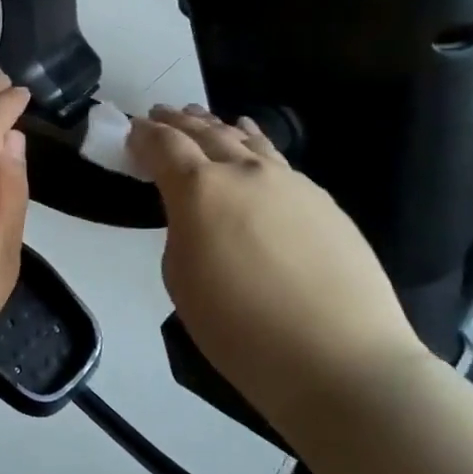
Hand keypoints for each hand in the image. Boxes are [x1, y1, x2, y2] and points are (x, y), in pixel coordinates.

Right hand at [127, 106, 424, 422]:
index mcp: (200, 189)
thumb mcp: (181, 279)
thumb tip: (197, 215)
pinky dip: (254, 143)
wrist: (339, 359)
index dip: (144, 135)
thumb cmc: (240, 328)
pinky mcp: (322, 200)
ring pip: (245, 138)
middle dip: (178, 122)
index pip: (164, 145)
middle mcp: (244, 171)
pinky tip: (252, 143)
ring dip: (217, 125)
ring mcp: (289, 182)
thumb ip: (181, 231)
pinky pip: (276, 158)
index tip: (133, 130)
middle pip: (205, 132)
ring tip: (202, 118)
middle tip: (161, 114)